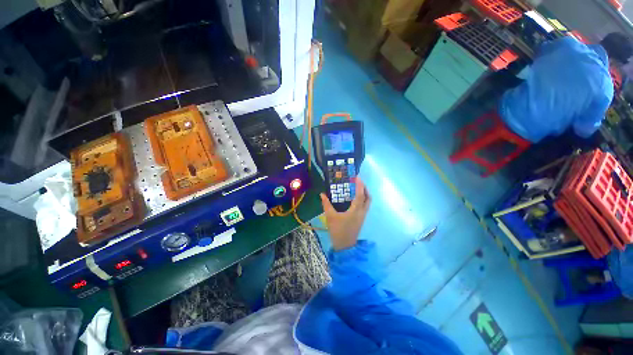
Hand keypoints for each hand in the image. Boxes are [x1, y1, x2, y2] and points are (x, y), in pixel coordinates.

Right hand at [320, 178, 371, 250]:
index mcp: (355, 210)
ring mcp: (363, 216)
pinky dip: (363, 199)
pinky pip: (365, 206)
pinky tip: (355, 199)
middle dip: (364, 188)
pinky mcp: (361, 219)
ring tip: (357, 188)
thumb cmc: (338, 230)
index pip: (360, 195)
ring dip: (365, 194)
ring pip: (368, 202)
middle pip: (368, 197)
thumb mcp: (330, 217)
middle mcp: (362, 212)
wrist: (344, 246)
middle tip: (357, 182)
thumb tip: (322, 194)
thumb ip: (326, 204)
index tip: (357, 177)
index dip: (359, 185)